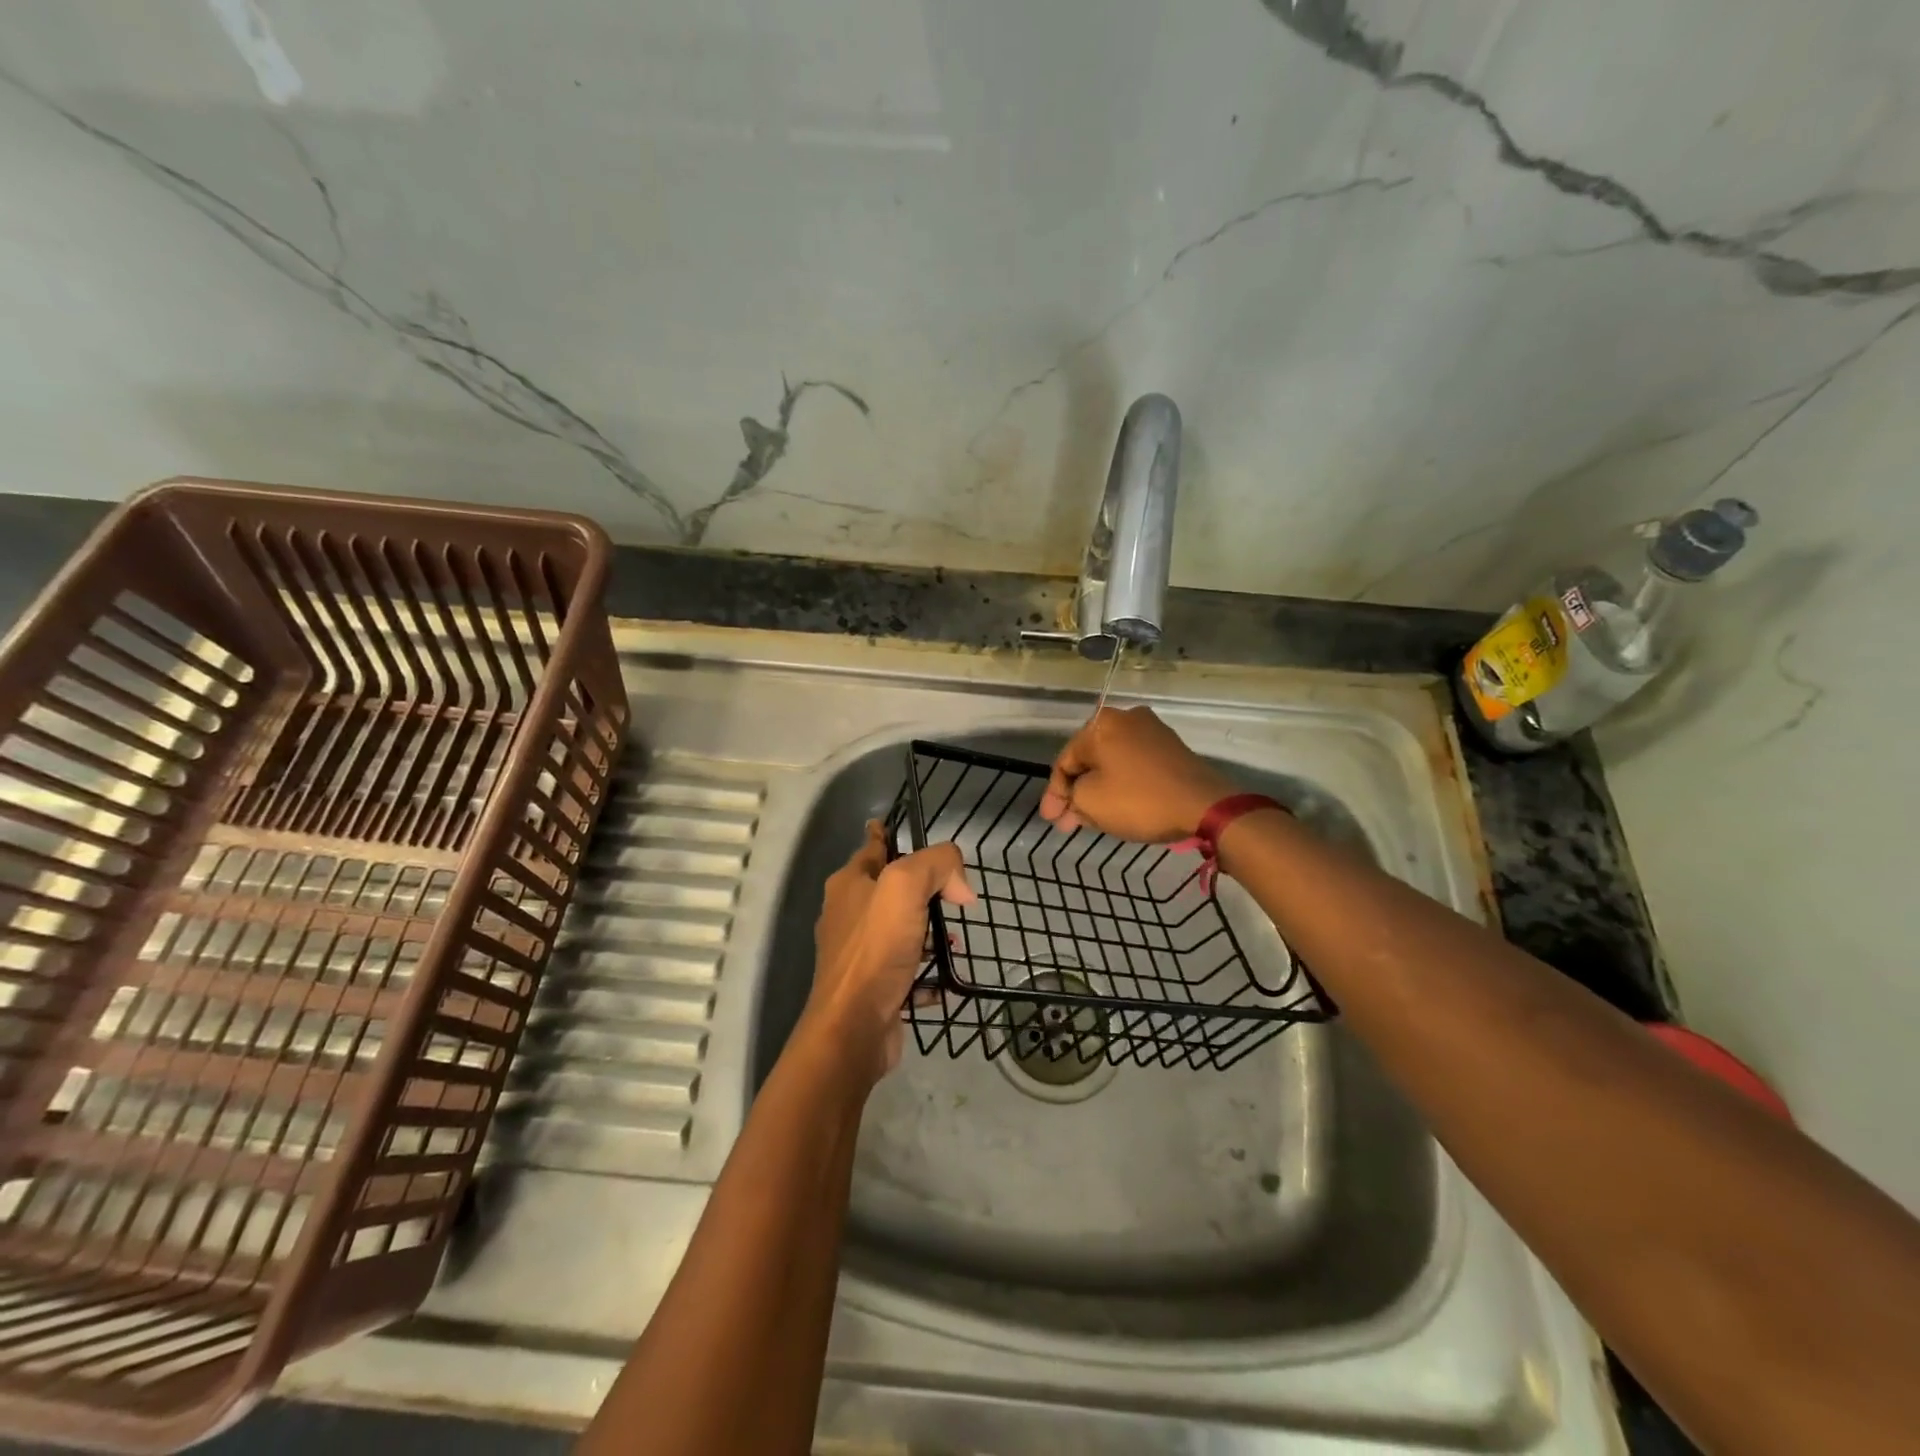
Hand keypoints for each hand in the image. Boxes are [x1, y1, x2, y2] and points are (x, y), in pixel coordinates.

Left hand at [806, 820, 974, 1081]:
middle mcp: (849, 915)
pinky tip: (946, 980)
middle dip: (922, 890)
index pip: (872, 847)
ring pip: (900, 931)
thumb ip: (936, 865)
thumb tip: (959, 886)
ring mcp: (859, 955)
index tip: (895, 827)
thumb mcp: (905, 887)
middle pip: (889, 890)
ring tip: (957, 939)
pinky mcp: (873, 988)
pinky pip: (906, 972)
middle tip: (954, 894)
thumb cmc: (875, 949)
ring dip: (928, 933)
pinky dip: (927, 973)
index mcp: (849, 885)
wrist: (854, 1028)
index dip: (886, 834)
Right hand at [1040, 706, 1235, 841]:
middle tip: (1066, 823)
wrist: (1205, 805)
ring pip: (1112, 764)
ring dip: (1098, 791)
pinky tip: (1115, 806)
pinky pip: (1134, 766)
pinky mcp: (1172, 749)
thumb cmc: (1139, 800)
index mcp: (1101, 724)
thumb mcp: (1090, 801)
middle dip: (1075, 793)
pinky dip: (1121, 785)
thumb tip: (1074, 796)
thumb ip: (1071, 796)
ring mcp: (1153, 732)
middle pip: (1089, 760)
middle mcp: (1126, 718)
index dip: (1054, 793)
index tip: (1051, 820)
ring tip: (1089, 819)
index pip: (1065, 760)